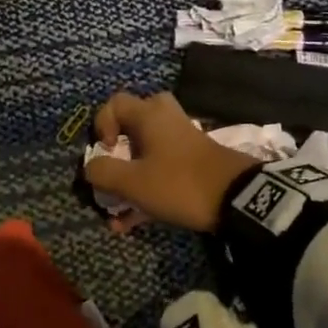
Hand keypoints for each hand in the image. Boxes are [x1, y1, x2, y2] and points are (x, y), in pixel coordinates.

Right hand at [83, 91, 256, 232]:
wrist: (237, 198)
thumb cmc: (179, 182)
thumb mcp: (134, 182)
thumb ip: (104, 172)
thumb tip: (89, 167)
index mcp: (149, 114)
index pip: (114, 103)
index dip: (101, 126)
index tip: (106, 151)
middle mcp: (165, 119)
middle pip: (132, 124)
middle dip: (118, 152)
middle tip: (116, 169)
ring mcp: (181, 140)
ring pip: (145, 152)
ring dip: (129, 179)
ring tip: (117, 213)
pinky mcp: (193, 162)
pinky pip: (161, 168)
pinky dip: (146, 189)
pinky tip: (133, 223)